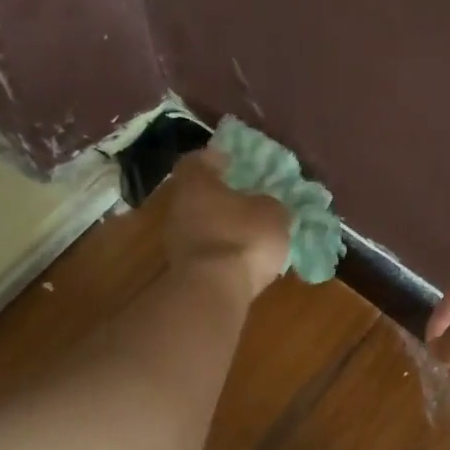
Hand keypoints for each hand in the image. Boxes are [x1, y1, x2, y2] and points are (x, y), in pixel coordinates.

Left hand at [160, 148, 291, 298]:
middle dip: (221, 195)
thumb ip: (270, 204)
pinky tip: (241, 257)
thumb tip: (266, 206)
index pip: (199, 160)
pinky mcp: (183, 269)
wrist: (213, 291)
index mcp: (196, 182)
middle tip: (246, 197)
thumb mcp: (273, 214)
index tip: (232, 162)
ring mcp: (176, 239)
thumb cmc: (243, 238)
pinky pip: (205, 250)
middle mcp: (179, 206)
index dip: (216, 159)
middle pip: (198, 193)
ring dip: (221, 225)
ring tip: (248, 231)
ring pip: (200, 223)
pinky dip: (220, 250)